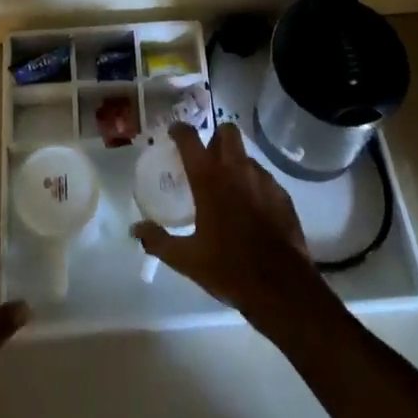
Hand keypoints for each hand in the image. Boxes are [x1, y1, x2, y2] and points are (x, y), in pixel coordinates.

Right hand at [130, 122, 324, 332]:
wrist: (282, 288)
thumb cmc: (229, 268)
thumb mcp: (187, 259)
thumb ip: (159, 240)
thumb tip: (135, 230)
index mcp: (209, 178)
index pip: (190, 138)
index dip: (179, 130)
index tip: (173, 133)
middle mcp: (236, 168)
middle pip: (226, 131)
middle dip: (215, 137)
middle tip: (207, 159)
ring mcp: (262, 179)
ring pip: (246, 156)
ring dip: (235, 163)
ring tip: (229, 188)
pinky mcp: (282, 194)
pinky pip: (264, 178)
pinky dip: (253, 185)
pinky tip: (251, 209)